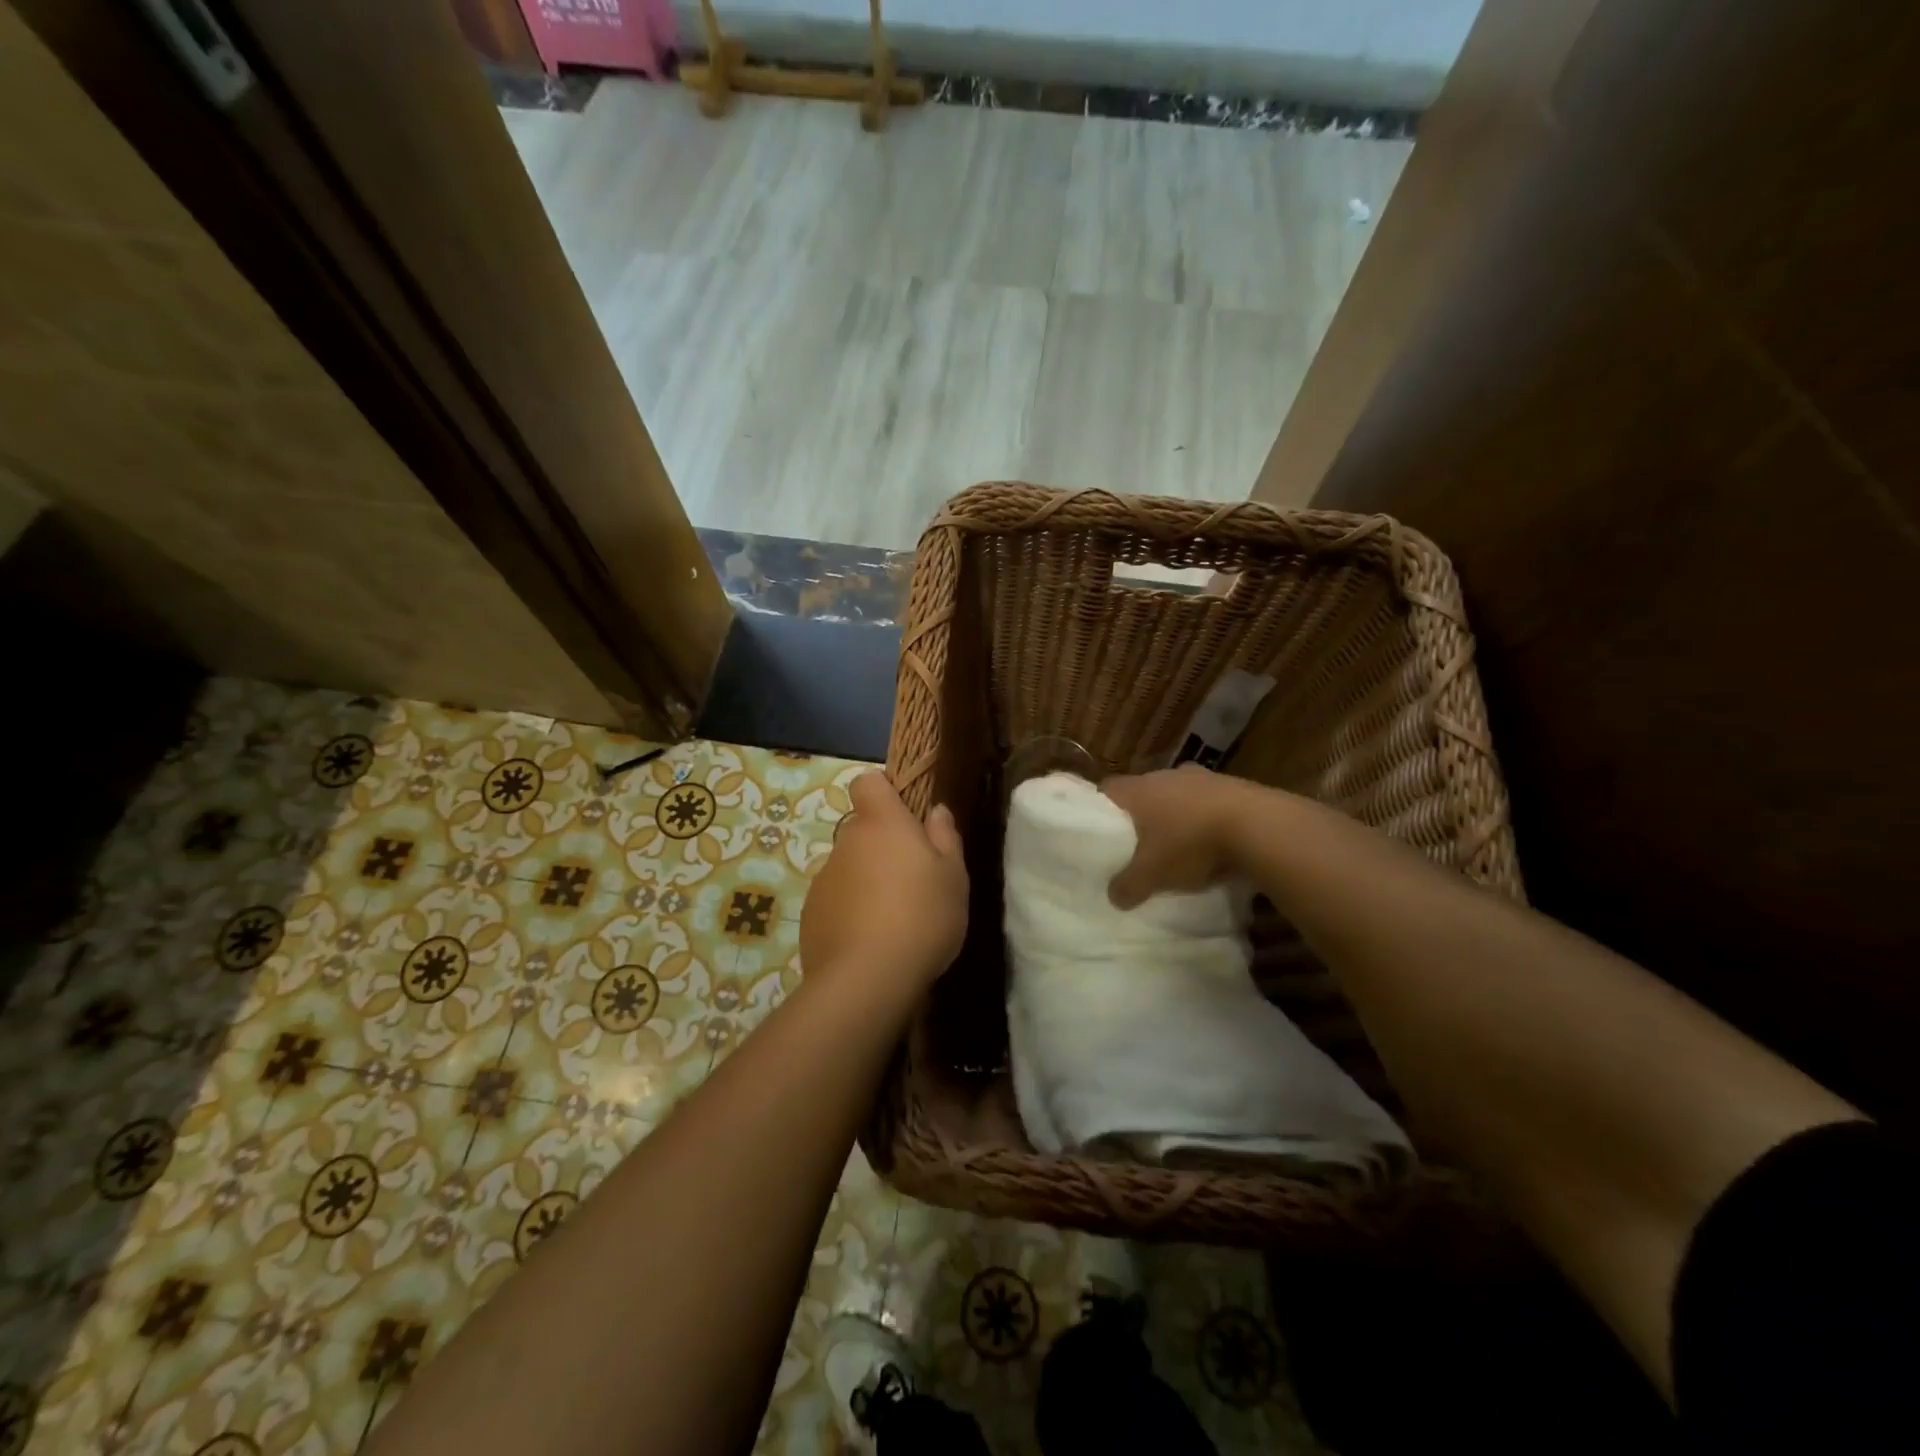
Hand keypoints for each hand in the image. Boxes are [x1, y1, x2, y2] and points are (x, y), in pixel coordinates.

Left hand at [800, 772, 968, 998]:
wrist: (866, 979)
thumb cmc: (921, 916)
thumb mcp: (953, 877)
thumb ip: (945, 837)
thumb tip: (936, 811)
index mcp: (882, 823)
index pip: (868, 782)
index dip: (885, 793)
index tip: (906, 817)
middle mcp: (846, 842)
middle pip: (862, 829)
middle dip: (882, 847)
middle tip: (912, 881)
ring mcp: (824, 878)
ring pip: (849, 867)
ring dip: (866, 881)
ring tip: (892, 919)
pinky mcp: (811, 914)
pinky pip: (835, 900)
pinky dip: (849, 911)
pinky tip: (870, 941)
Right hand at [1100, 763, 1251, 908]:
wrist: (1257, 825)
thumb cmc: (1190, 842)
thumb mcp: (1151, 874)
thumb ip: (1127, 885)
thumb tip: (1113, 896)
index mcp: (1137, 790)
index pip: (1107, 789)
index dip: (1101, 809)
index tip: (1101, 829)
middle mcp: (1164, 775)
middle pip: (1143, 791)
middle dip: (1141, 815)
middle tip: (1139, 842)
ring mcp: (1201, 777)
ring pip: (1177, 795)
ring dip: (1177, 814)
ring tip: (1178, 843)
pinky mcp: (1232, 785)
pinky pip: (1208, 801)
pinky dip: (1206, 817)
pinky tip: (1213, 841)